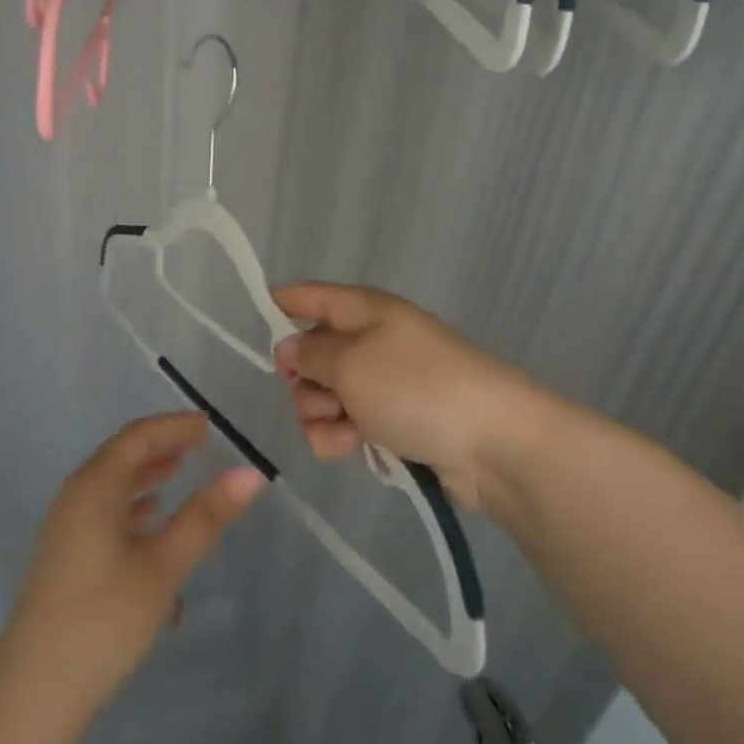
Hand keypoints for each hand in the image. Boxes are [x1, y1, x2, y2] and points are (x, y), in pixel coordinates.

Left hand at [0, 413, 265, 718]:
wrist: (34, 692)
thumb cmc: (103, 621)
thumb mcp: (163, 567)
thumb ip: (205, 517)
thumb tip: (251, 473)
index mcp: (94, 487)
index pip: (138, 436)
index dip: (174, 426)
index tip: (210, 425)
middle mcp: (76, 496)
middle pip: (122, 454)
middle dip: (162, 444)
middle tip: (203, 443)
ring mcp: (67, 526)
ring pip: (112, 482)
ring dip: (148, 471)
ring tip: (183, 468)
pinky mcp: (67, 553)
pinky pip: (104, 508)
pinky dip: (133, 500)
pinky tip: (152, 515)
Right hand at [272, 282, 541, 510]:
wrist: (493, 443)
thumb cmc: (416, 387)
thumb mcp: (351, 362)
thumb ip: (310, 354)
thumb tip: (288, 348)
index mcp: (364, 310)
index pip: (311, 296)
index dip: (280, 303)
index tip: (251, 320)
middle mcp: (372, 341)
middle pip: (312, 353)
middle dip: (304, 380)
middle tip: (324, 396)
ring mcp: (384, 383)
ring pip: (324, 395)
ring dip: (322, 415)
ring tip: (346, 429)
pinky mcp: (393, 422)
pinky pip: (347, 425)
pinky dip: (342, 437)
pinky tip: (354, 448)